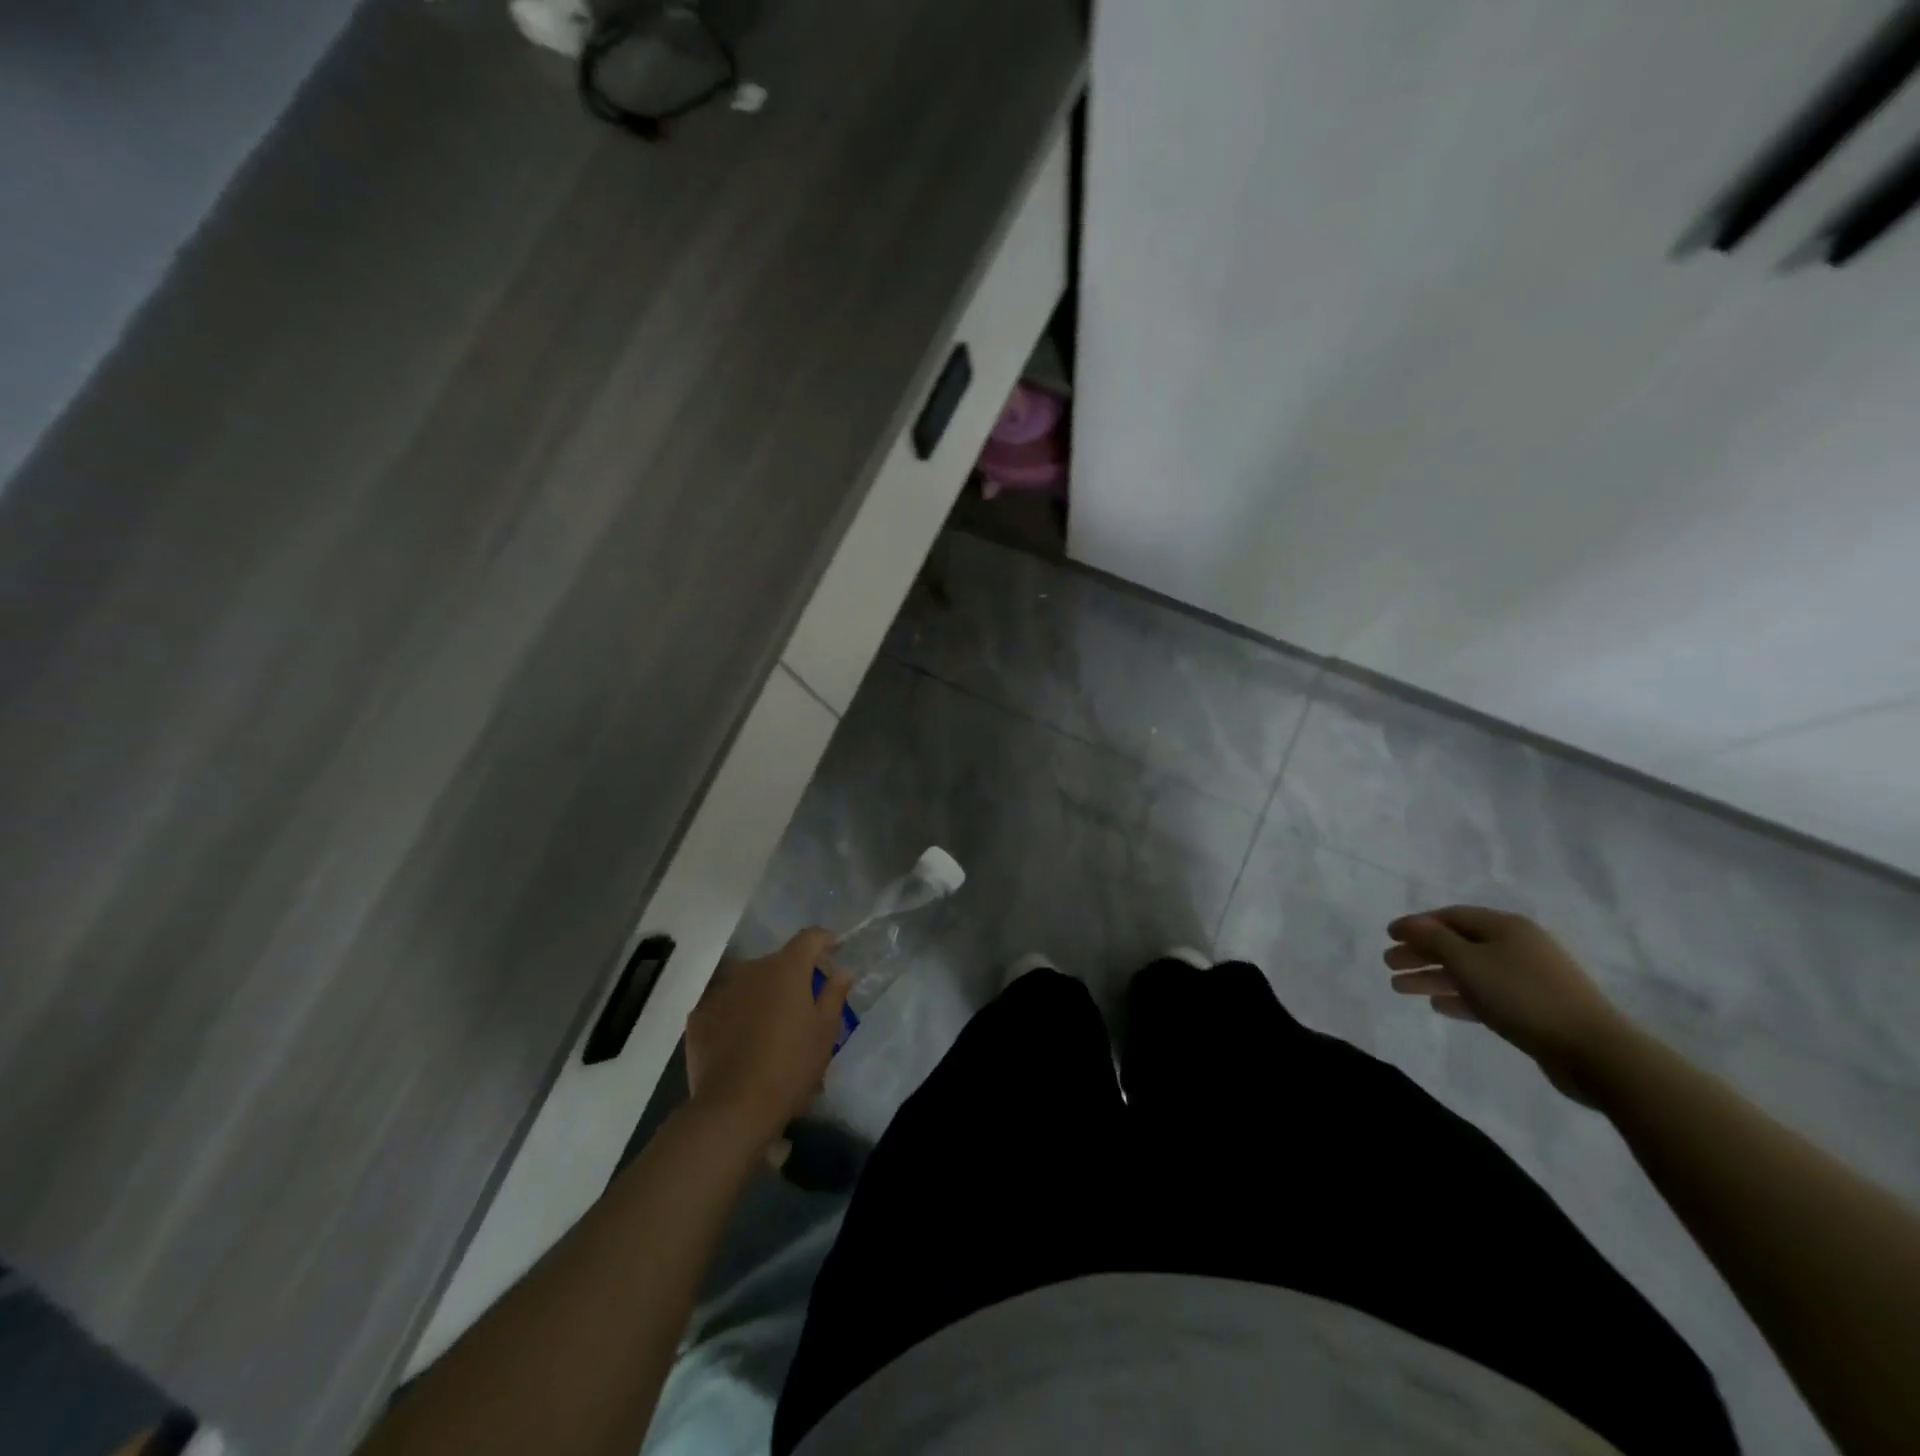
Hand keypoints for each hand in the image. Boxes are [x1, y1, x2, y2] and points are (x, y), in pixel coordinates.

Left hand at [686, 929, 850, 1146]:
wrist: (733, 1107)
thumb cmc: (790, 1066)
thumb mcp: (825, 1032)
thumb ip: (834, 994)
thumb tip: (842, 971)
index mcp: (787, 968)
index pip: (809, 938)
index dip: (824, 940)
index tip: (835, 949)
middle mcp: (752, 969)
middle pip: (778, 961)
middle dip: (793, 975)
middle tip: (804, 1002)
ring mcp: (721, 990)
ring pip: (750, 981)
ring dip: (763, 992)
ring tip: (770, 1023)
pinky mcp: (698, 1014)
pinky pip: (725, 1003)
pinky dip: (737, 1012)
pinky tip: (742, 1038)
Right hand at [1384, 906, 1631, 1104]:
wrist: (1594, 1051)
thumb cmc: (1522, 996)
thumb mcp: (1469, 962)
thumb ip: (1434, 940)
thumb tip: (1412, 924)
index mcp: (1505, 926)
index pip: (1450, 916)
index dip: (1416, 924)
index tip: (1388, 936)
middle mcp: (1517, 945)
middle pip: (1458, 943)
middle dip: (1420, 952)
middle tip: (1389, 964)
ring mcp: (1529, 977)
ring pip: (1469, 971)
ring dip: (1434, 977)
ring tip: (1400, 988)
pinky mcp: (1535, 1008)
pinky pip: (1486, 994)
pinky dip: (1460, 996)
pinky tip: (1438, 1005)